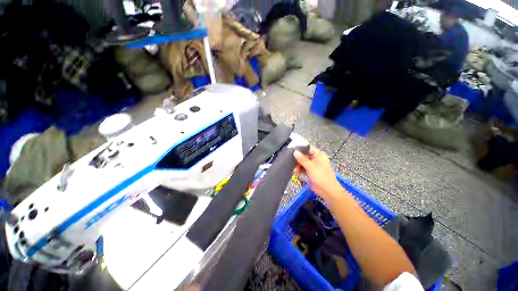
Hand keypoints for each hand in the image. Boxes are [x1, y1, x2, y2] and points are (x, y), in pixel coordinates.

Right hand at [293, 146, 343, 200]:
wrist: (327, 190)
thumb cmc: (321, 176)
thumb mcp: (310, 166)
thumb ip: (302, 158)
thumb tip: (295, 152)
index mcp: (319, 155)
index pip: (308, 148)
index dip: (301, 148)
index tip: (292, 149)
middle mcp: (316, 159)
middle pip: (305, 155)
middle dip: (298, 158)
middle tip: (291, 160)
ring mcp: (313, 166)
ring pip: (303, 162)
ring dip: (298, 165)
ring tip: (294, 168)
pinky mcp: (311, 172)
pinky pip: (304, 168)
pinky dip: (300, 169)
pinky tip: (296, 171)